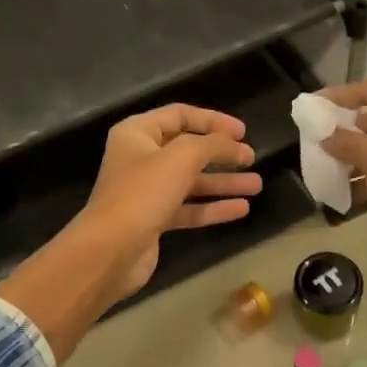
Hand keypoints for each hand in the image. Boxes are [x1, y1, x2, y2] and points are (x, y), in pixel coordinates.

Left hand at [73, 104, 260, 301]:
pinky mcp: (154, 219)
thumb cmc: (143, 193)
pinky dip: (213, 207)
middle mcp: (140, 158)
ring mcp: (146, 191)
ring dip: (223, 182)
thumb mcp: (182, 157)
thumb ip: (213, 144)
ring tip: (257, 185)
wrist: (110, 250)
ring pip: (191, 181)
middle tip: (251, 157)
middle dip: (221, 153)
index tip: (242, 132)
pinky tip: (241, 209)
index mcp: (137, 133)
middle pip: (188, 149)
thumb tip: (235, 143)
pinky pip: (189, 208)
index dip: (213, 120)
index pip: (180, 115)